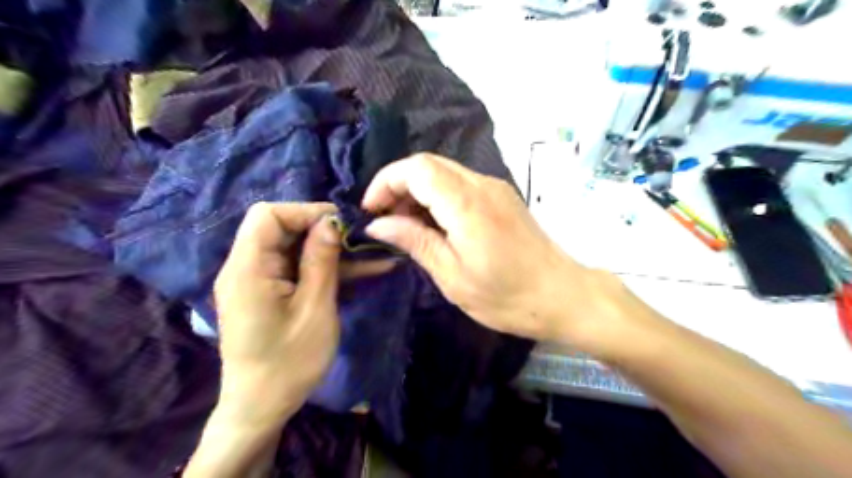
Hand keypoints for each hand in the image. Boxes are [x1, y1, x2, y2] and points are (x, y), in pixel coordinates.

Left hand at [212, 202, 341, 424]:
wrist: (262, 407)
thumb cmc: (289, 362)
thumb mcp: (314, 308)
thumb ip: (322, 261)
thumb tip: (332, 222)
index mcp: (249, 268)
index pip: (268, 215)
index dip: (306, 212)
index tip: (342, 225)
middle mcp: (247, 267)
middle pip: (282, 228)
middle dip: (323, 230)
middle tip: (360, 241)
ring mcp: (258, 280)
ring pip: (296, 247)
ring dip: (332, 250)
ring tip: (372, 255)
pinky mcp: (270, 292)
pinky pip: (298, 268)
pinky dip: (326, 268)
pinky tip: (362, 270)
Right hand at [358, 153, 630, 350]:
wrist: (563, 296)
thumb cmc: (507, 296)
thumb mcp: (453, 277)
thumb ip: (415, 242)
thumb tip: (378, 225)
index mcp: (467, 204)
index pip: (416, 168)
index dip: (386, 182)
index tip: (371, 212)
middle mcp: (482, 185)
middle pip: (428, 164)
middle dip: (398, 185)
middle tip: (385, 220)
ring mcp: (495, 188)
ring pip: (443, 172)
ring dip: (417, 191)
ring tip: (406, 226)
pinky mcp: (502, 197)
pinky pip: (460, 184)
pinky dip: (438, 197)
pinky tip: (434, 224)